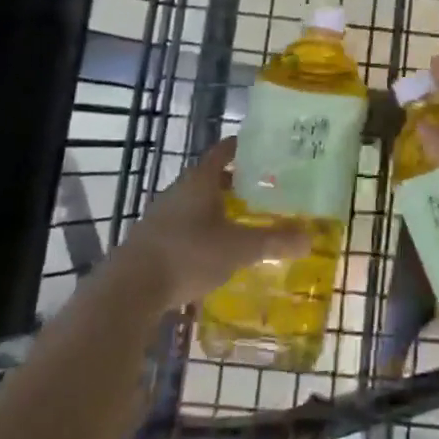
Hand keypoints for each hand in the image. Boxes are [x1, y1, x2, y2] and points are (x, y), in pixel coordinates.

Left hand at [115, 137, 310, 306]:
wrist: (129, 290)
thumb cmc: (188, 255)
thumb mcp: (238, 249)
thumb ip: (273, 241)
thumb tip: (309, 238)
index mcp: (200, 180)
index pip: (223, 151)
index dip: (243, 147)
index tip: (265, 148)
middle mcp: (180, 190)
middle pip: (211, 177)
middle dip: (236, 181)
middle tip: (264, 188)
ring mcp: (163, 215)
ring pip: (198, 202)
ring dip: (219, 207)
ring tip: (245, 218)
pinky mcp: (153, 241)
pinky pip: (186, 225)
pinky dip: (204, 229)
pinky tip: (217, 248)